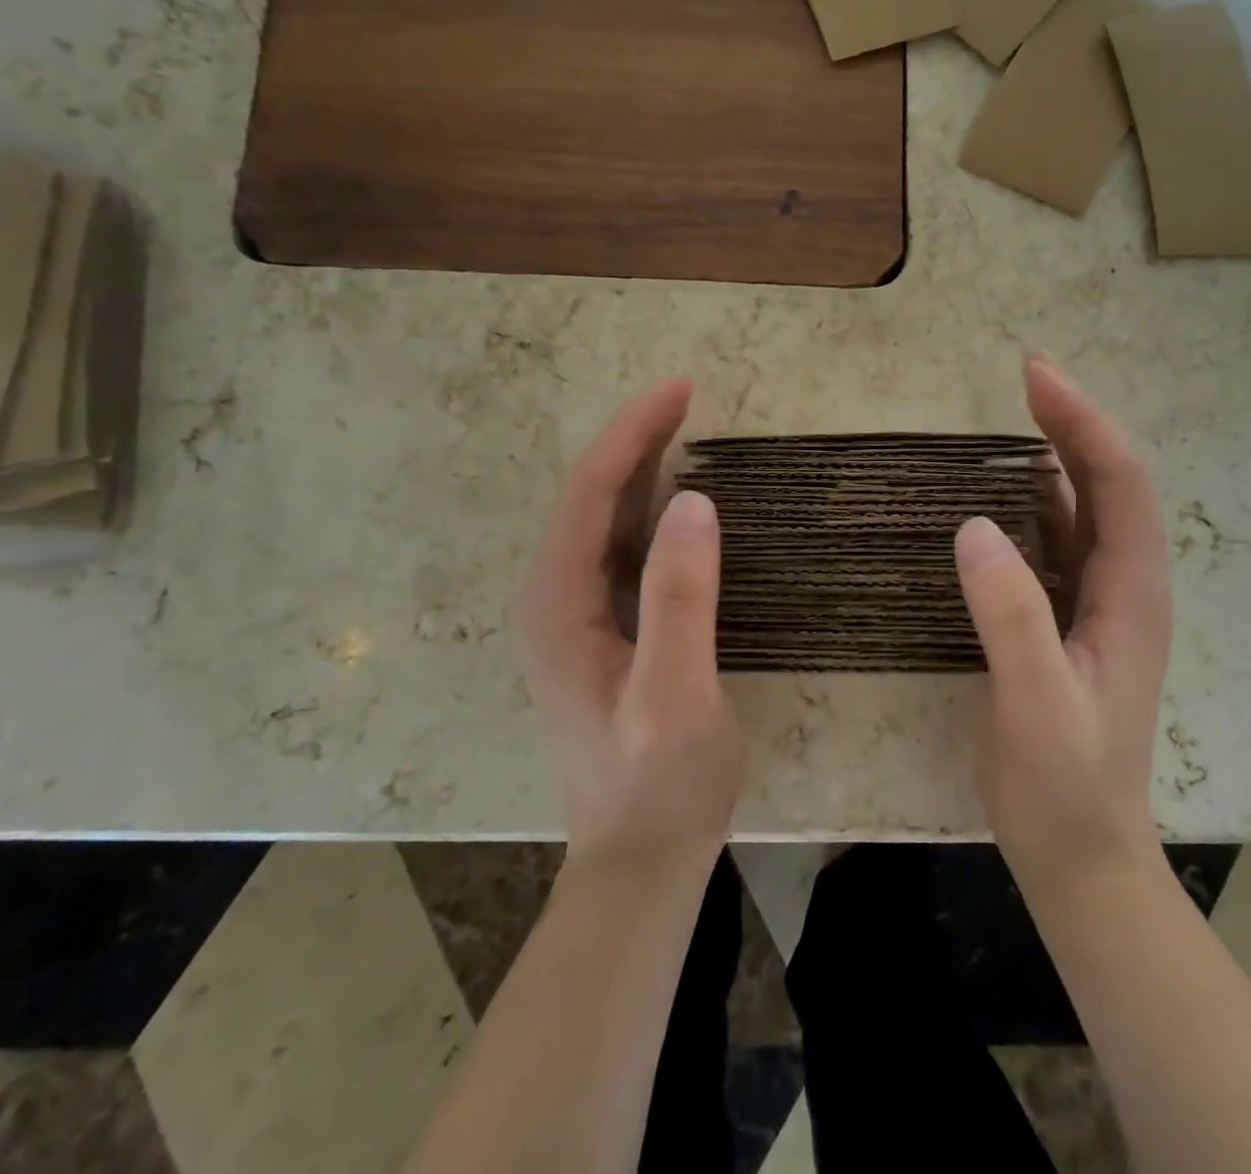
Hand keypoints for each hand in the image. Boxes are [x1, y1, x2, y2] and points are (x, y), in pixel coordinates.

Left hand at [518, 380, 742, 874]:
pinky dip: (648, 511)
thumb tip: (696, 502)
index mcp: (559, 604)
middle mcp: (554, 600)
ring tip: (683, 431)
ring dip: (640, 470)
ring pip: (602, 521)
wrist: (639, 862)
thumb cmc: (660, 784)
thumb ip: (681, 599)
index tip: (680, 388)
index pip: (590, 492)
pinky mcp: (601, 634)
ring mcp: (574, 618)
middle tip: (686, 397)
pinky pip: (620, 551)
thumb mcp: (676, 696)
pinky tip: (677, 505)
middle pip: (589, 498)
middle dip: (634, 440)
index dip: (632, 433)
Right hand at [953, 356, 1173, 886]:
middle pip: (1108, 485)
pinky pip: (1059, 542)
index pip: (1119, 484)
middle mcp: (1125, 588)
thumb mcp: (1036, 703)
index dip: (1082, 422)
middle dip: (1073, 424)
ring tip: (1015, 416)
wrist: (1080, 857)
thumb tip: (973, 526)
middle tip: (1025, 375)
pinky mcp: (1069, 622)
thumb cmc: (1062, 786)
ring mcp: (1098, 605)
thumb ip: (1011, 616)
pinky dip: (1035, 502)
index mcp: (1132, 595)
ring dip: (1059, 456)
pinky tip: (1003, 494)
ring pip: (1085, 510)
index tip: (1035, 375)